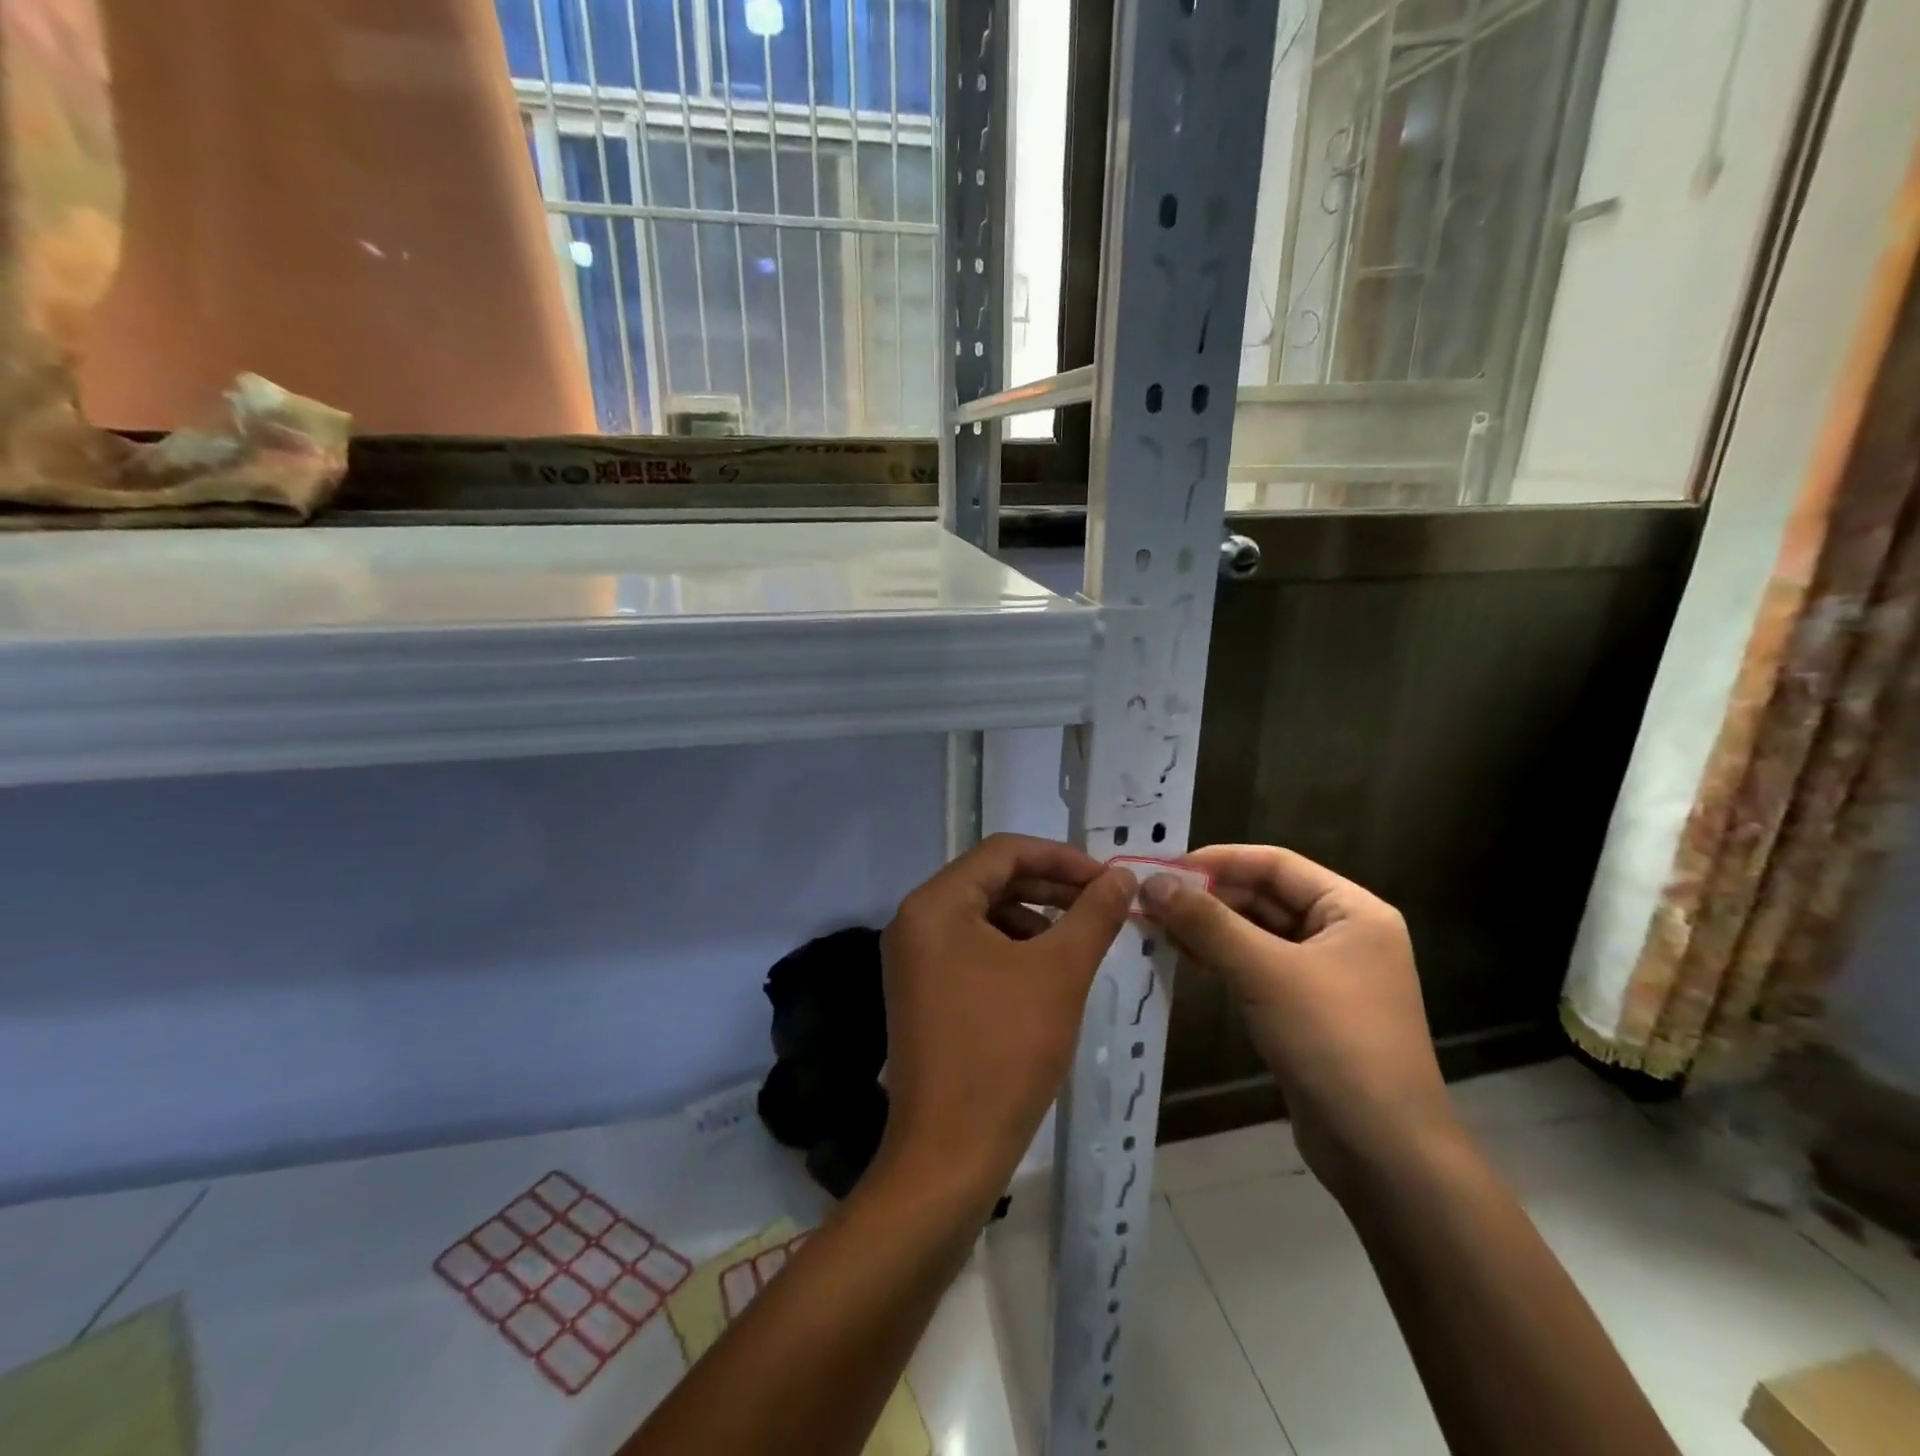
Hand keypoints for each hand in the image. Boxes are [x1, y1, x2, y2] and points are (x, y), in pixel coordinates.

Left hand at [877, 834, 1135, 1205]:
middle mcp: (915, 921)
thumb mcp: (1059, 974)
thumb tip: (1121, 876)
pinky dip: (1013, 950)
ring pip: (983, 915)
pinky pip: (971, 948)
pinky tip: (1047, 975)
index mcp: (936, 904)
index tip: (1107, 880)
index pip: (1003, 851)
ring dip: (1034, 919)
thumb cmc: (1004, 1052)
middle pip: (991, 879)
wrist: (949, 1154)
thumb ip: (1092, 915)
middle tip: (1102, 905)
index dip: (1061, 858)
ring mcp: (914, 958)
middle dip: (1050, 888)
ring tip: (1080, 943)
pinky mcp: (922, 990)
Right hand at [1139, 845, 1460, 1201]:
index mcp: (1352, 910)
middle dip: (1208, 896)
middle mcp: (1343, 934)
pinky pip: (1257, 968)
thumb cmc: (1333, 1043)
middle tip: (1150, 899)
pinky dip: (1220, 959)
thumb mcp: (1264, 971)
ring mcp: (1325, 975)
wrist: (1384, 1154)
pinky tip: (1182, 957)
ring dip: (1209, 928)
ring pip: (1256, 933)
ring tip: (1156, 926)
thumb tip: (1152, 882)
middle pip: (1265, 897)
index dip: (1218, 860)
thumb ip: (1206, 922)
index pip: (1275, 864)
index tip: (1164, 867)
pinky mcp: (1306, 1010)